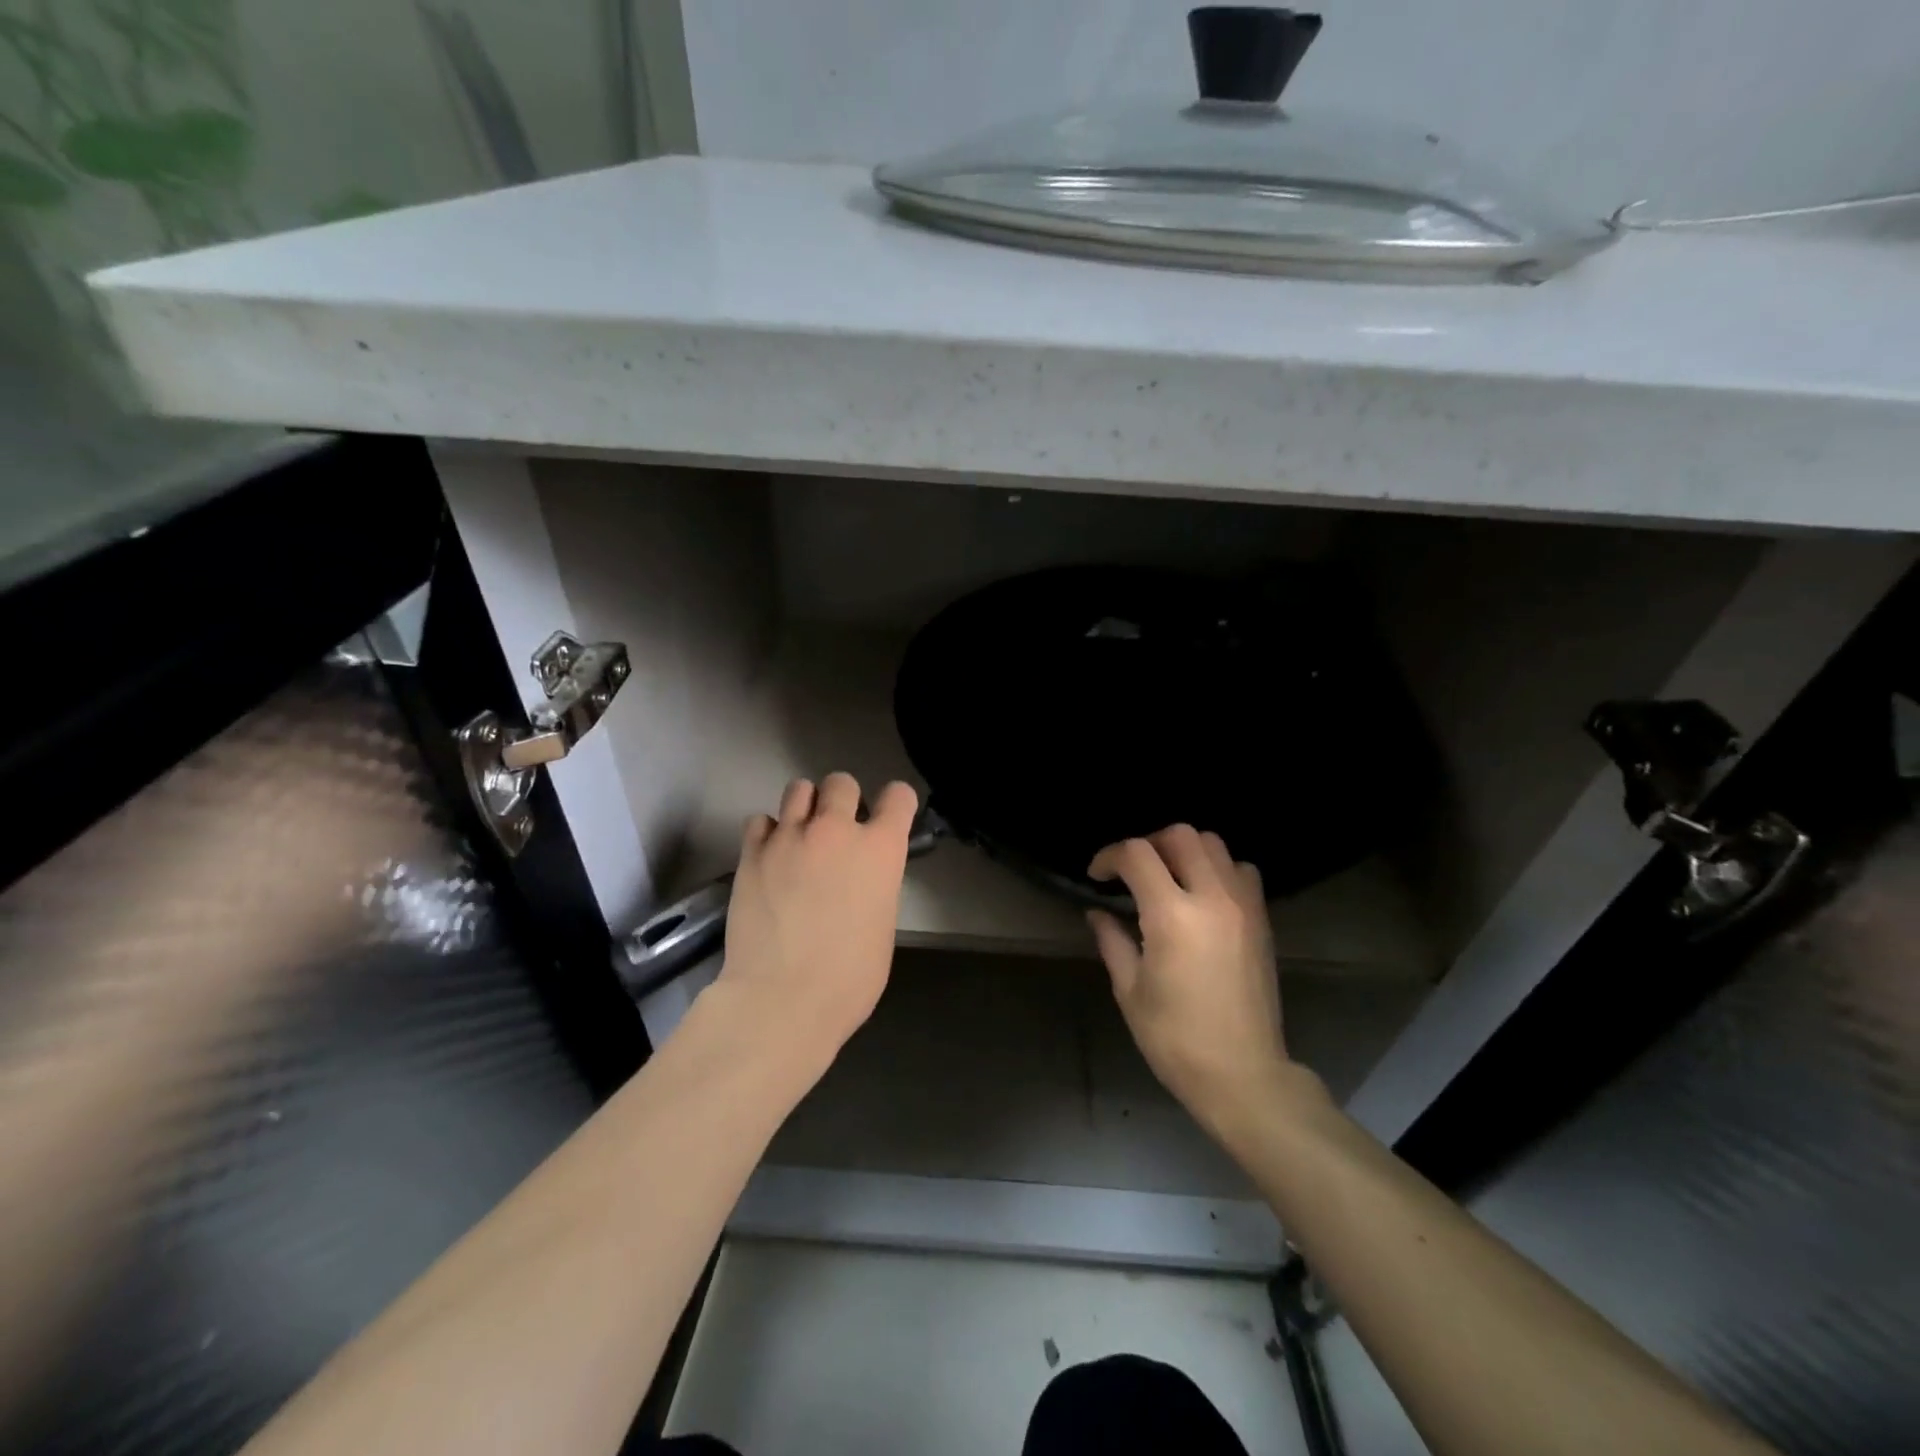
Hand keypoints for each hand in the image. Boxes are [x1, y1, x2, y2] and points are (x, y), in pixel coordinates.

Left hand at [714, 773, 917, 1066]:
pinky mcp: (752, 852)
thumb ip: (875, 885)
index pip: (898, 796)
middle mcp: (836, 830)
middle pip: (842, 782)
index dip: (896, 804)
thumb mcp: (882, 925)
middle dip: (842, 800)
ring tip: (800, 837)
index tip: (888, 818)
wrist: (781, 999)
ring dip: (804, 807)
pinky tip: (770, 858)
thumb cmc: (848, 978)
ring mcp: (789, 837)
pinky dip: (768, 833)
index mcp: (880, 849)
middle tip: (836, 830)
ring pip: (798, 788)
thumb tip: (860, 879)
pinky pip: (760, 820)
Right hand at [1087, 826, 1295, 1132]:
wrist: (1244, 1075)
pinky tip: (1202, 895)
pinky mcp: (1262, 920)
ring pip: (1214, 844)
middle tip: (1131, 871)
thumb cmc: (1176, 1039)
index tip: (1097, 876)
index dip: (1109, 856)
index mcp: (1172, 916)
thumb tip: (1097, 912)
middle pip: (1180, 835)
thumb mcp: (1131, 991)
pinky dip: (1218, 868)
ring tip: (1167, 877)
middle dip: (1148, 843)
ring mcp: (1243, 906)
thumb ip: (1112, 941)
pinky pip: (1241, 870)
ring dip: (1184, 850)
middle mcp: (1212, 898)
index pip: (1137, 855)